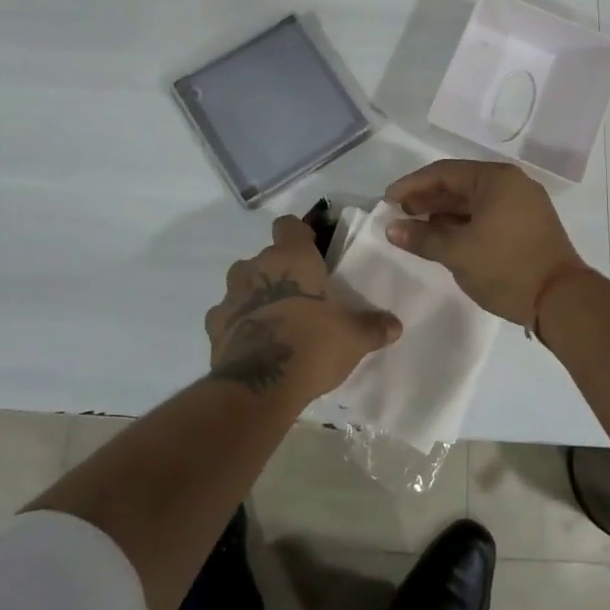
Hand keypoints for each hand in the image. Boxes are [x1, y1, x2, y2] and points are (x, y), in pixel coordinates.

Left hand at [206, 215, 402, 402]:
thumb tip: (395, 325)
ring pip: (243, 283)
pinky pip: (227, 314)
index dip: (298, 234)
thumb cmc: (313, 345)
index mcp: (291, 257)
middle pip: (265, 257)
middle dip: (278, 271)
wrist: (262, 385)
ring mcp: (231, 294)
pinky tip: (253, 341)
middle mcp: (257, 266)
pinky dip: (238, 322)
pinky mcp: (214, 324)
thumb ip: (374, 326)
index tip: (310, 251)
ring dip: (255, 294)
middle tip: (299, 296)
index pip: (288, 225)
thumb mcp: (354, 337)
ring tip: (274, 319)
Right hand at [384, 160, 584, 327]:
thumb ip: (422, 238)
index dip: (411, 185)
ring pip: (474, 201)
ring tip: (417, 229)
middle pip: (459, 184)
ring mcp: (524, 204)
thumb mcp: (457, 252)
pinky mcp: (528, 225)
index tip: (387, 200)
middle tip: (399, 214)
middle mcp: (512, 183)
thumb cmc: (506, 267)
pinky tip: (445, 238)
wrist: (562, 301)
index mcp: (496, 179)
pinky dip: (464, 223)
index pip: (443, 172)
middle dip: (427, 199)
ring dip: (444, 213)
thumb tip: (392, 228)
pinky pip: (487, 214)